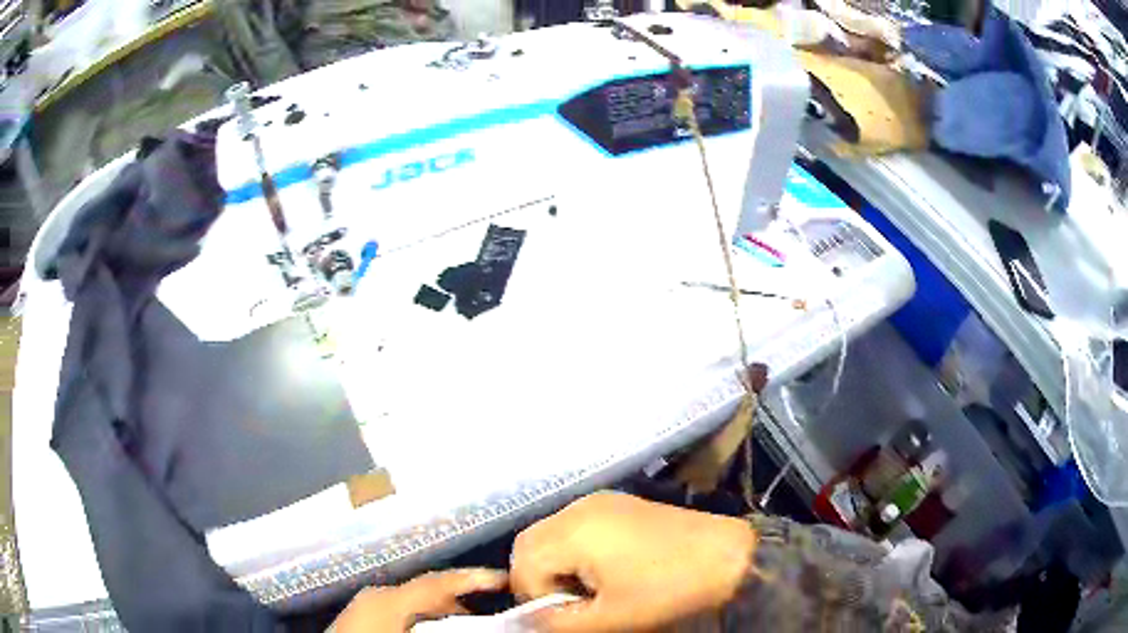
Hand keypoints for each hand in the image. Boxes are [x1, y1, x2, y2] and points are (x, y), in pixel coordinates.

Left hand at [330, 569, 507, 632]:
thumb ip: (448, 623)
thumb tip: (482, 621)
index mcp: (389, 599)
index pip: (439, 581)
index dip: (475, 578)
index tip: (503, 578)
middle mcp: (376, 594)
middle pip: (428, 590)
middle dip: (461, 599)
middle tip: (492, 608)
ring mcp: (364, 604)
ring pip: (412, 602)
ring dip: (441, 611)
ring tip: (468, 621)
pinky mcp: (359, 616)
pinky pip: (398, 612)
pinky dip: (420, 617)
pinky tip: (430, 628)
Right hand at [510, 492, 755, 631]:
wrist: (728, 557)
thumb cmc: (668, 590)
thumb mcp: (610, 619)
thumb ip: (558, 623)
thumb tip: (524, 622)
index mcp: (574, 532)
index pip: (522, 564)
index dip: (534, 596)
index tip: (565, 613)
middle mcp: (579, 508)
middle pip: (530, 543)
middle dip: (538, 577)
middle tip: (569, 602)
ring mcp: (600, 501)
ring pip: (550, 533)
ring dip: (555, 563)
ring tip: (588, 588)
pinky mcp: (619, 503)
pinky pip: (575, 525)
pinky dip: (574, 549)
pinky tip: (604, 568)